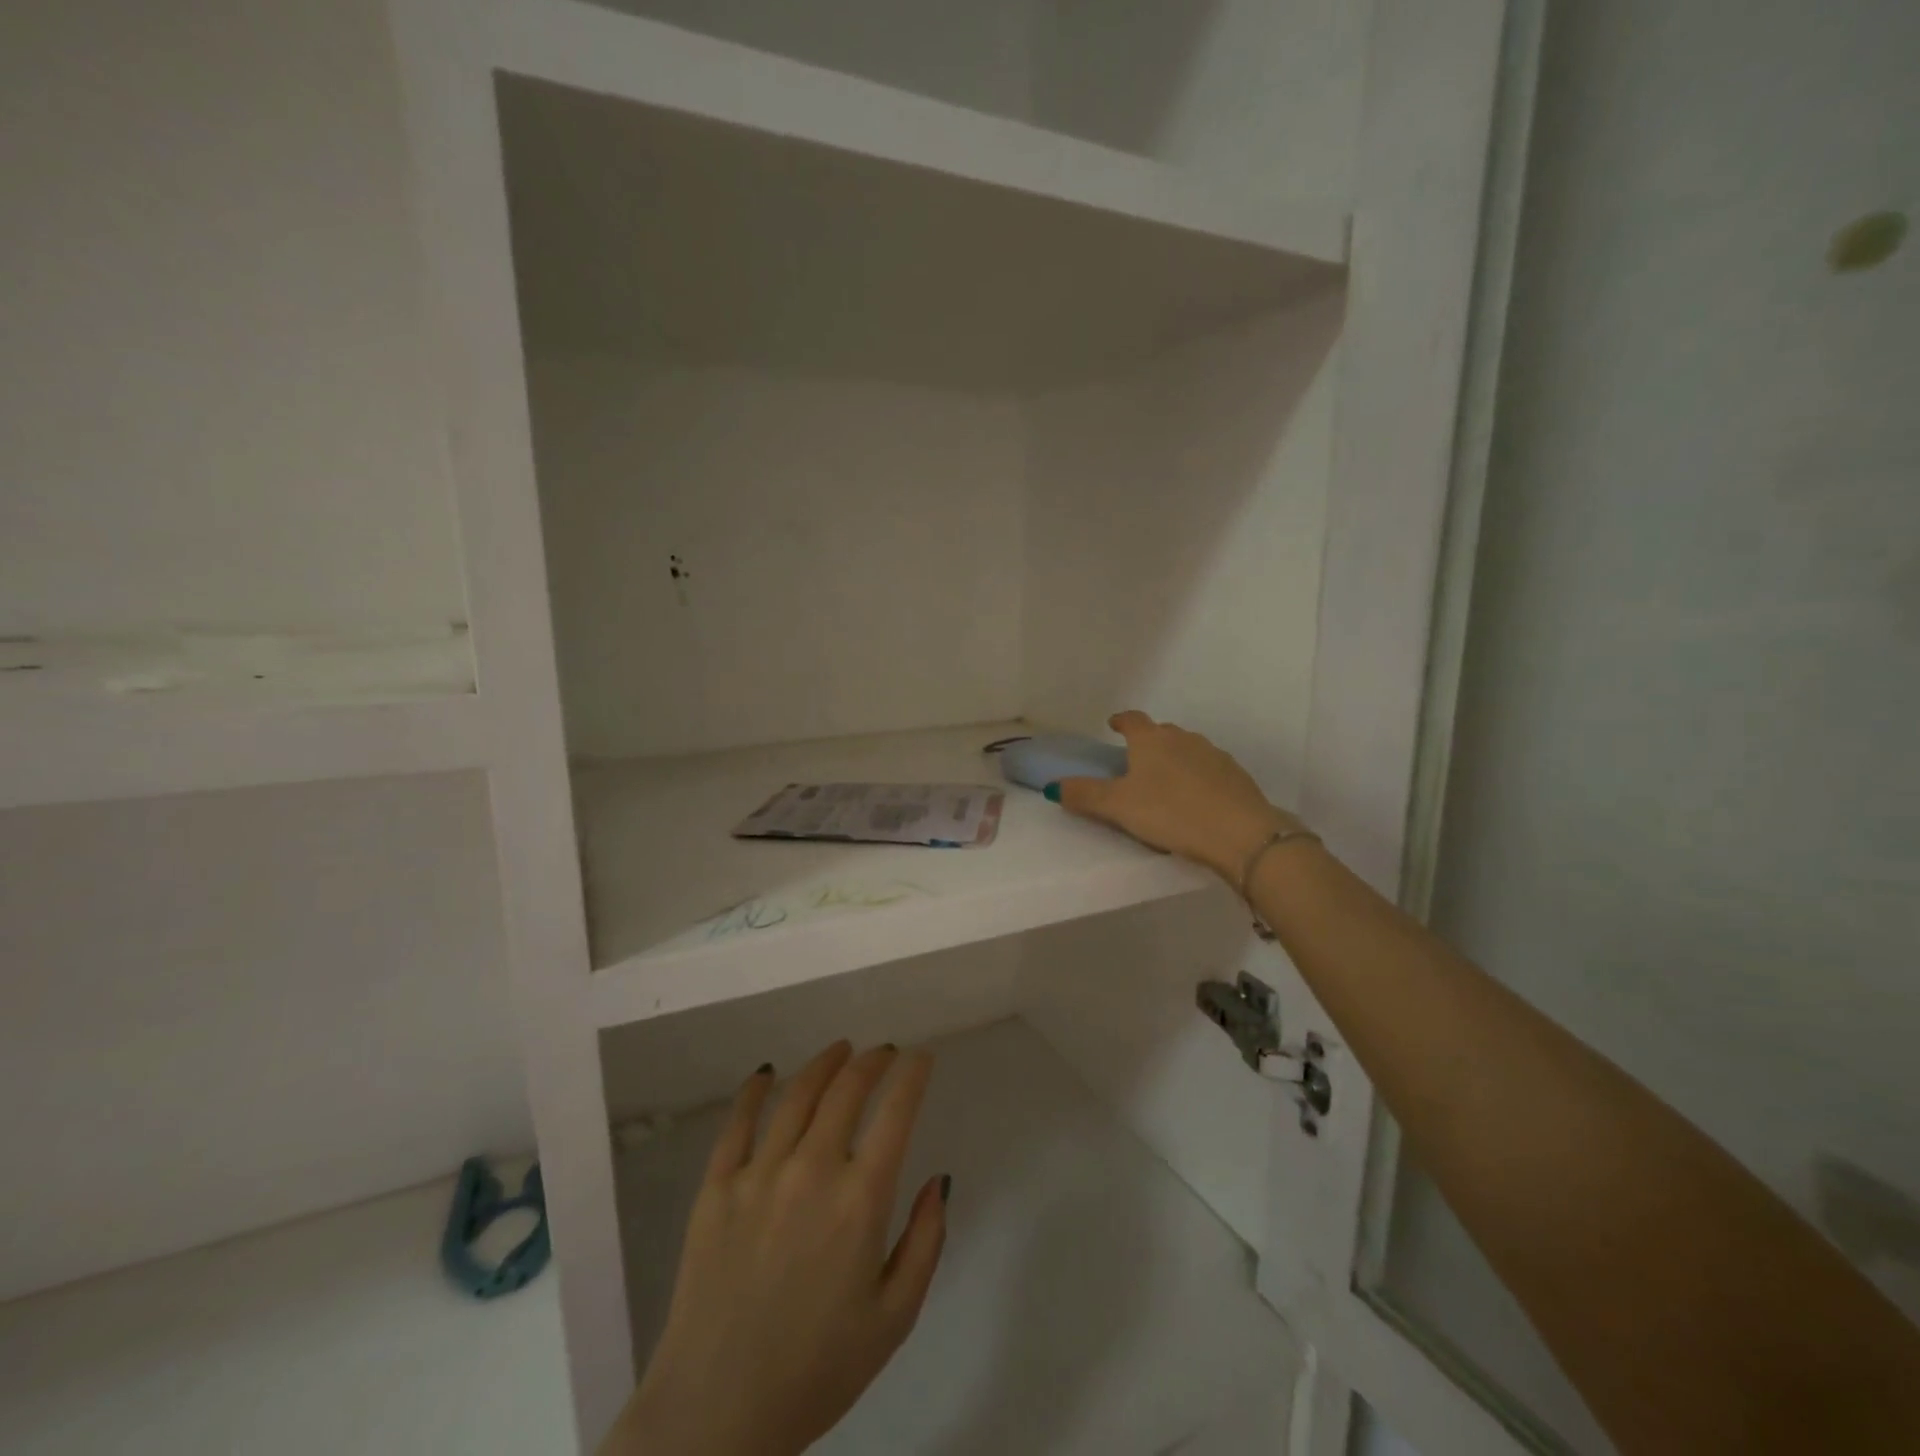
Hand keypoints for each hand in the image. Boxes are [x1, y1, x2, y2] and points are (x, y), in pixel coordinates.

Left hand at [604, 1042, 947, 1455]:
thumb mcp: (894, 1318)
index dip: (913, 1074)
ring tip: (840, 1050)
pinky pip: (738, 1122)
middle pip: (847, 1089)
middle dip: (872, 1061)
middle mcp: (811, 1170)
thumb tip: (940, 1179)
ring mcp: (759, 1173)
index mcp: (860, 1200)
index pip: (896, 1112)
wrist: (716, 1416)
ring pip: (797, 1093)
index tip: (922, 1058)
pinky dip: (755, 1090)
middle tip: (884, 1053)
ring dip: (824, 1063)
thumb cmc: (817, 1371)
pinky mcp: (716, 1187)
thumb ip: (926, 1241)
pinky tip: (767, 1074)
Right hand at [1052, 710, 1299, 884]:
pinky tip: (1196, 799)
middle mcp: (1183, 739)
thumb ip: (1085, 795)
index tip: (1112, 725)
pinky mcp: (1236, 776)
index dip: (1120, 721)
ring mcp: (1214, 755)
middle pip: (1161, 732)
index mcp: (1151, 740)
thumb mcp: (1118, 807)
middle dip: (1148, 742)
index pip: (1132, 720)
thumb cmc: (1170, 812)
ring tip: (1165, 783)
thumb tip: (1053, 787)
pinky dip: (1198, 778)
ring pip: (1188, 750)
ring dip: (1174, 760)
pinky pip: (1209, 770)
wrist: (1239, 832)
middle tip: (1136, 762)